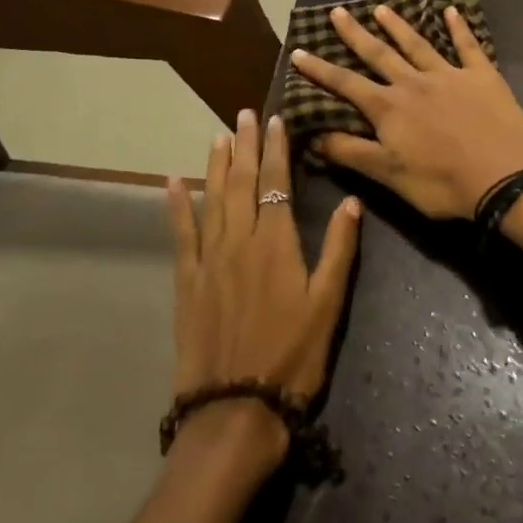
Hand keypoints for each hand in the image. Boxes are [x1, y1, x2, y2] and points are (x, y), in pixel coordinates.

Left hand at [166, 110, 361, 465]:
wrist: (235, 407)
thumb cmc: (293, 356)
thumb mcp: (328, 304)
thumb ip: (338, 249)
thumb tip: (351, 201)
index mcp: (276, 243)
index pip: (276, 182)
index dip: (277, 149)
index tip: (275, 120)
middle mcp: (239, 240)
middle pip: (242, 182)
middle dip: (245, 145)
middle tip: (244, 114)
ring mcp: (208, 259)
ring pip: (211, 199)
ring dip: (215, 165)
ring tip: (218, 136)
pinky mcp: (186, 281)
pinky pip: (180, 234)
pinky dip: (176, 206)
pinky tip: (171, 183)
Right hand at [288, 3, 522, 220]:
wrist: (504, 177)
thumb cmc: (441, 183)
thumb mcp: (388, 175)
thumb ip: (350, 153)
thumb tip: (312, 135)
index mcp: (389, 108)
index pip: (346, 84)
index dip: (320, 70)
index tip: (298, 51)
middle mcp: (414, 83)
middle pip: (379, 54)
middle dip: (355, 34)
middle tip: (337, 12)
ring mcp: (450, 75)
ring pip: (418, 44)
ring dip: (398, 26)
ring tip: (381, 9)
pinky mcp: (483, 76)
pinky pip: (468, 46)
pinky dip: (459, 27)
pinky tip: (451, 10)